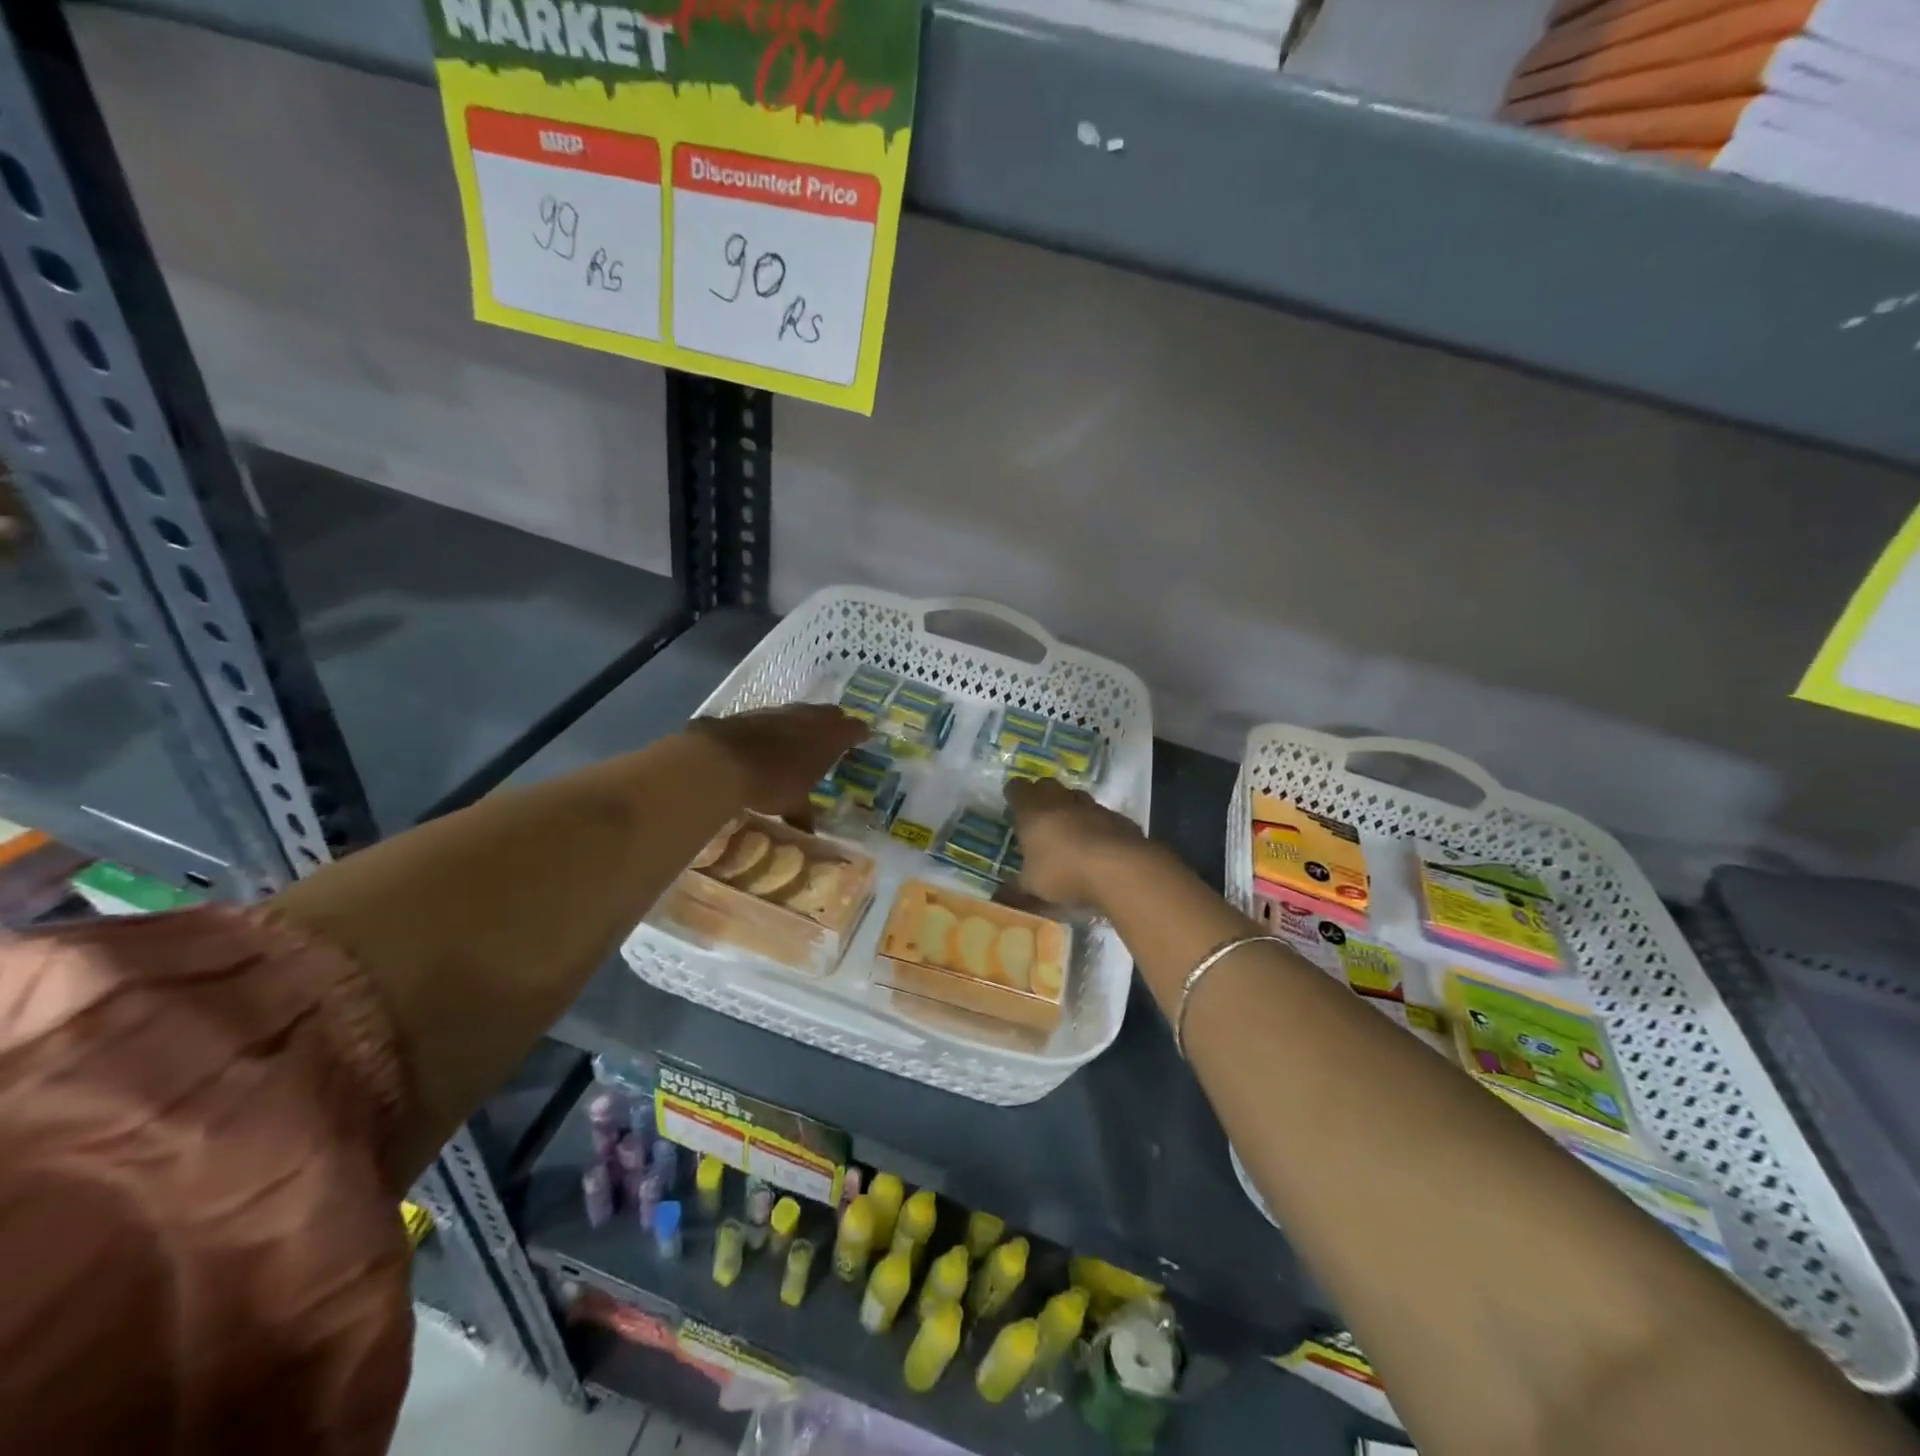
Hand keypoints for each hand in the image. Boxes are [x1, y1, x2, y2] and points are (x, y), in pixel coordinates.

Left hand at [689, 705, 865, 816]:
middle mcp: (809, 717)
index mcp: (830, 737)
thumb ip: (804, 814)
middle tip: (833, 741)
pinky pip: (774, 717)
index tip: (862, 740)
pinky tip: (769, 743)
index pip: (855, 728)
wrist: (720, 760)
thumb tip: (809, 833)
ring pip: (802, 712)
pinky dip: (777, 728)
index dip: (859, 734)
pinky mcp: (753, 712)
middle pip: (830, 714)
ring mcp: (780, 711)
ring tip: (801, 742)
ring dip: (804, 724)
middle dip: (834, 725)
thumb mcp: (793, 804)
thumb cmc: (771, 782)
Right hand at [1005, 776, 1149, 909]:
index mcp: (1033, 810)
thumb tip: (999, 897)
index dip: (1014, 795)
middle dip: (1041, 797)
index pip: (1017, 788)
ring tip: (1068, 831)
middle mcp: (1061, 800)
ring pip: (1076, 797)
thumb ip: (1015, 889)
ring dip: (1071, 809)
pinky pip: (1102, 816)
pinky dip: (1097, 826)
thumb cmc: (1063, 872)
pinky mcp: (1118, 818)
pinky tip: (1097, 846)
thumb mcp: (1032, 887)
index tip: (1012, 805)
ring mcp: (1093, 806)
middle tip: (1038, 817)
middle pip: (1047, 785)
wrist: (1119, 869)